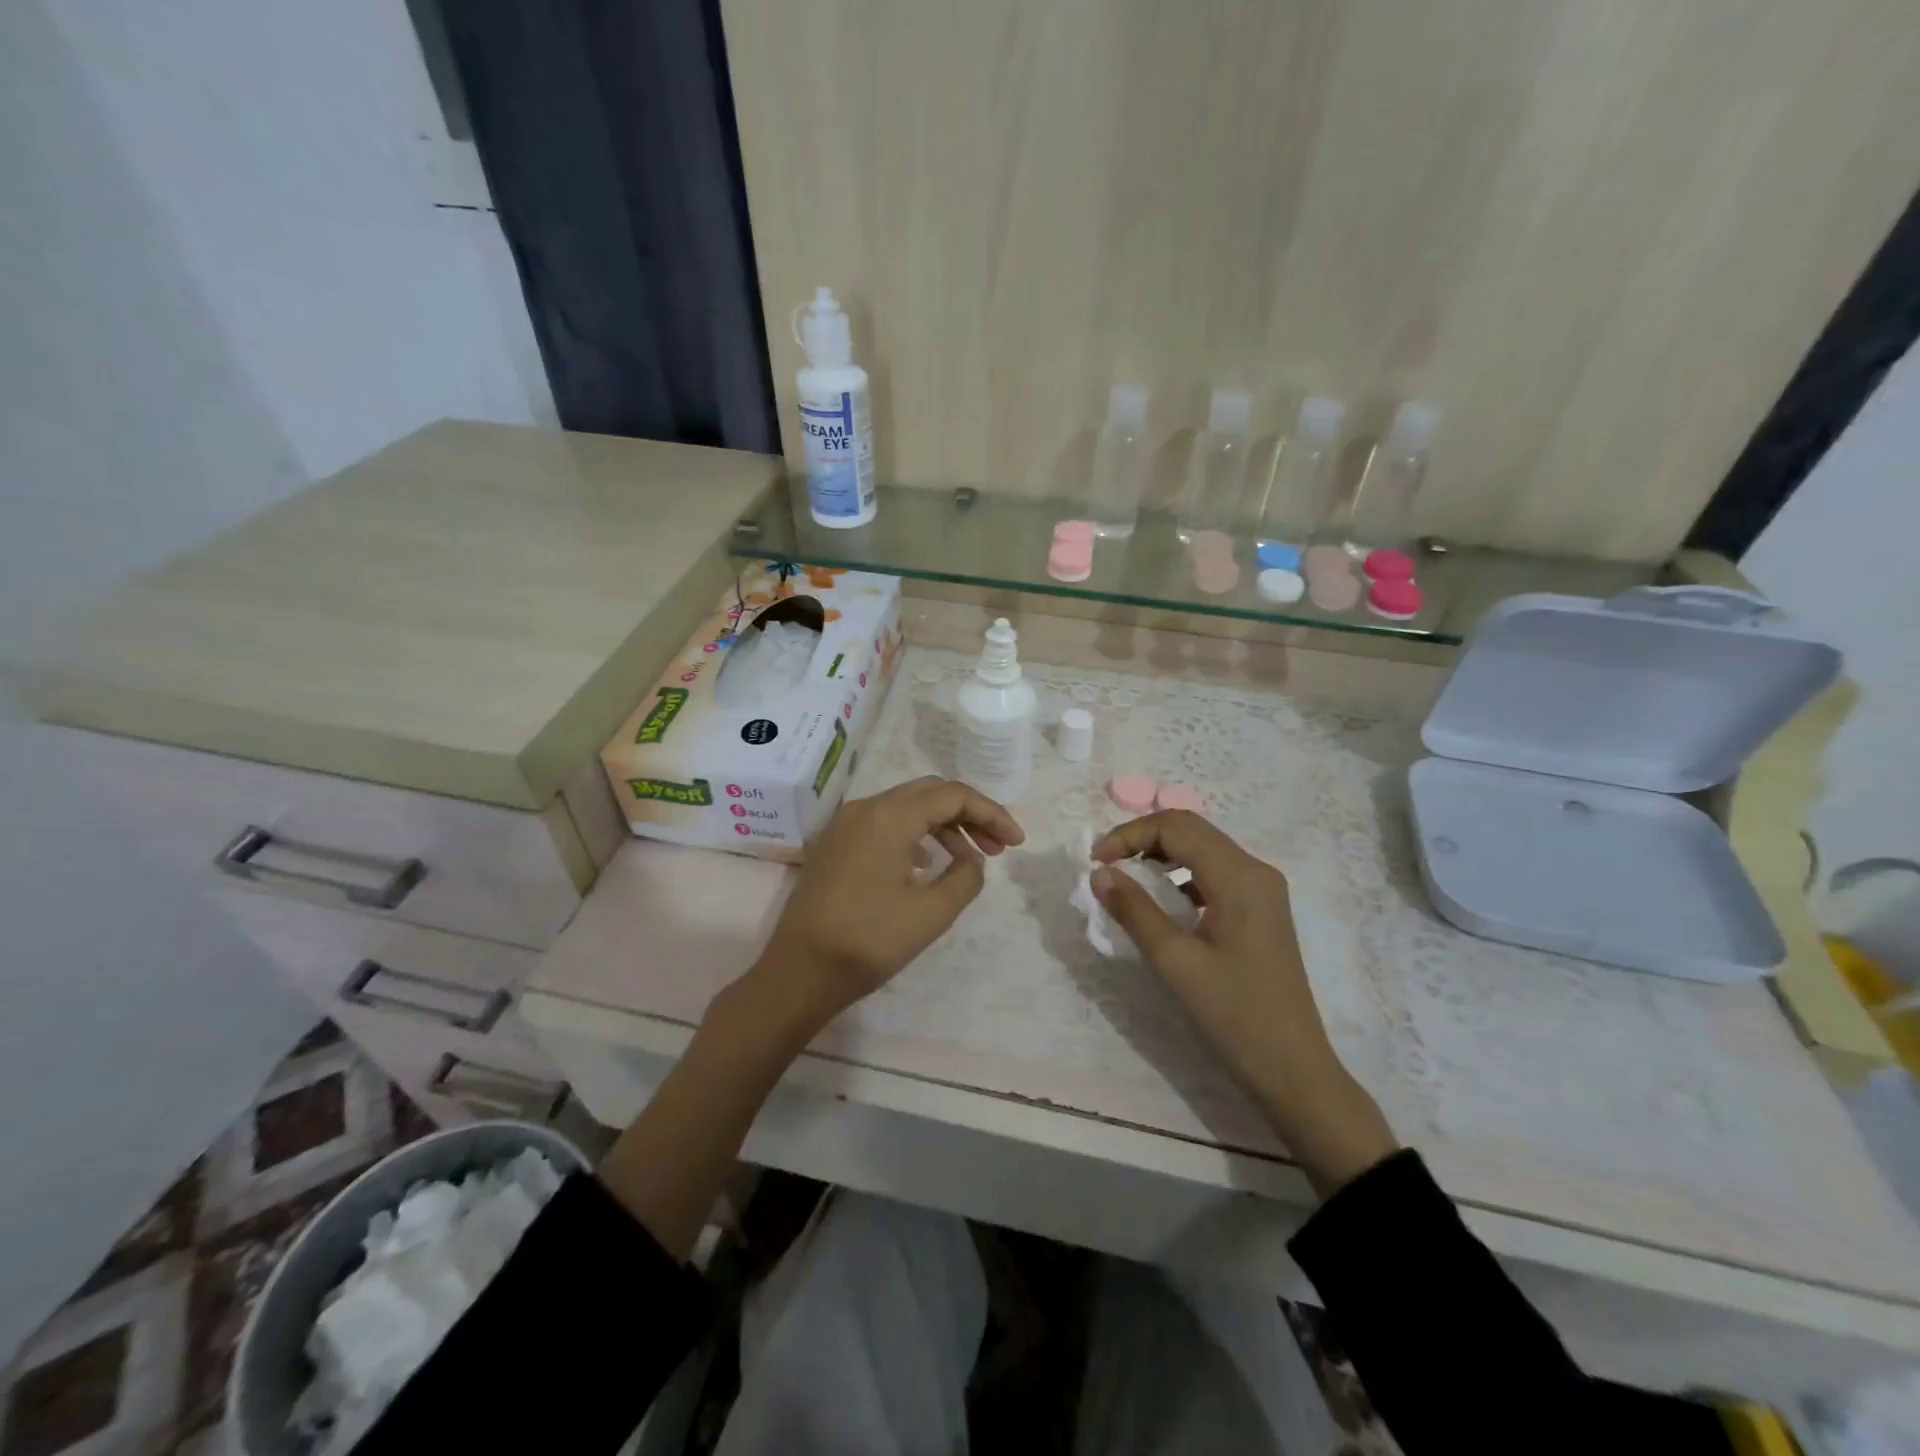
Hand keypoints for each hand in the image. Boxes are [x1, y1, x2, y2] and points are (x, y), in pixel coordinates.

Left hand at [750, 776, 1024, 1030]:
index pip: (953, 796)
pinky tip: (927, 864)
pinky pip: (884, 824)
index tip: (1017, 843)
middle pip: (929, 793)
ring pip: (906, 807)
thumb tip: (971, 861)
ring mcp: (845, 824)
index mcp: (890, 816)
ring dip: (943, 826)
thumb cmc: (868, 941)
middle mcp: (866, 807)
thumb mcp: (931, 914)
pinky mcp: (835, 844)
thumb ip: (965, 878)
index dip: (991, 814)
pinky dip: (915, 835)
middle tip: (998, 847)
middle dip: (969, 814)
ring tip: (970, 860)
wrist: (798, 971)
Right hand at [1091, 810, 1396, 1194]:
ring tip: (1126, 879)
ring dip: (1160, 854)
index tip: (1095, 862)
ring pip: (1202, 849)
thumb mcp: (1175, 962)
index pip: (1176, 827)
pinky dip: (1179, 875)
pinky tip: (1161, 902)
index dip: (1129, 835)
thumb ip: (1135, 911)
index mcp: (1239, 876)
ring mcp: (1262, 890)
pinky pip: (1213, 874)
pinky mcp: (1260, 910)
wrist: (1293, 1070)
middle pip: (1191, 830)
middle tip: (1105, 865)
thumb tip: (1099, 874)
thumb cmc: (1234, 1015)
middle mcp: (1255, 871)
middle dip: (1142, 839)